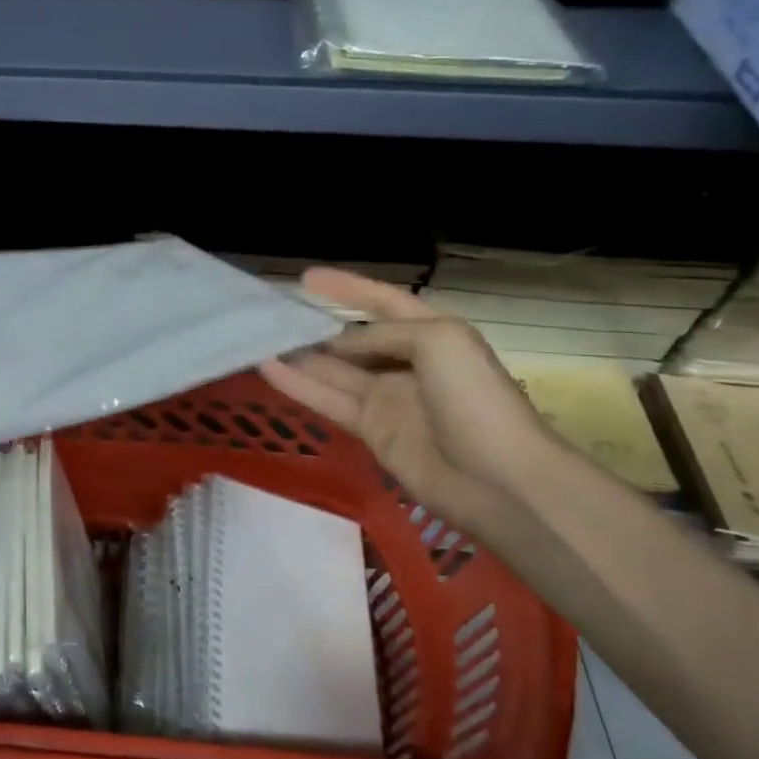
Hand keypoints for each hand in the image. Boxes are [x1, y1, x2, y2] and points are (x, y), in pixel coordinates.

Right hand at [259, 268, 561, 538]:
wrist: (499, 479)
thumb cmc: (475, 398)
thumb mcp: (437, 340)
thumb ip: (381, 334)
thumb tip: (338, 345)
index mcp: (432, 333)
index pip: (383, 301)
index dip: (347, 288)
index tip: (306, 278)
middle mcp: (407, 362)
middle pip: (353, 338)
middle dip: (316, 326)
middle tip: (272, 315)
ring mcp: (388, 398)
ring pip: (334, 370)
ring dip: (299, 356)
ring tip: (259, 339)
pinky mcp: (372, 431)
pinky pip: (329, 401)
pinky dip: (298, 385)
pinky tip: (267, 369)